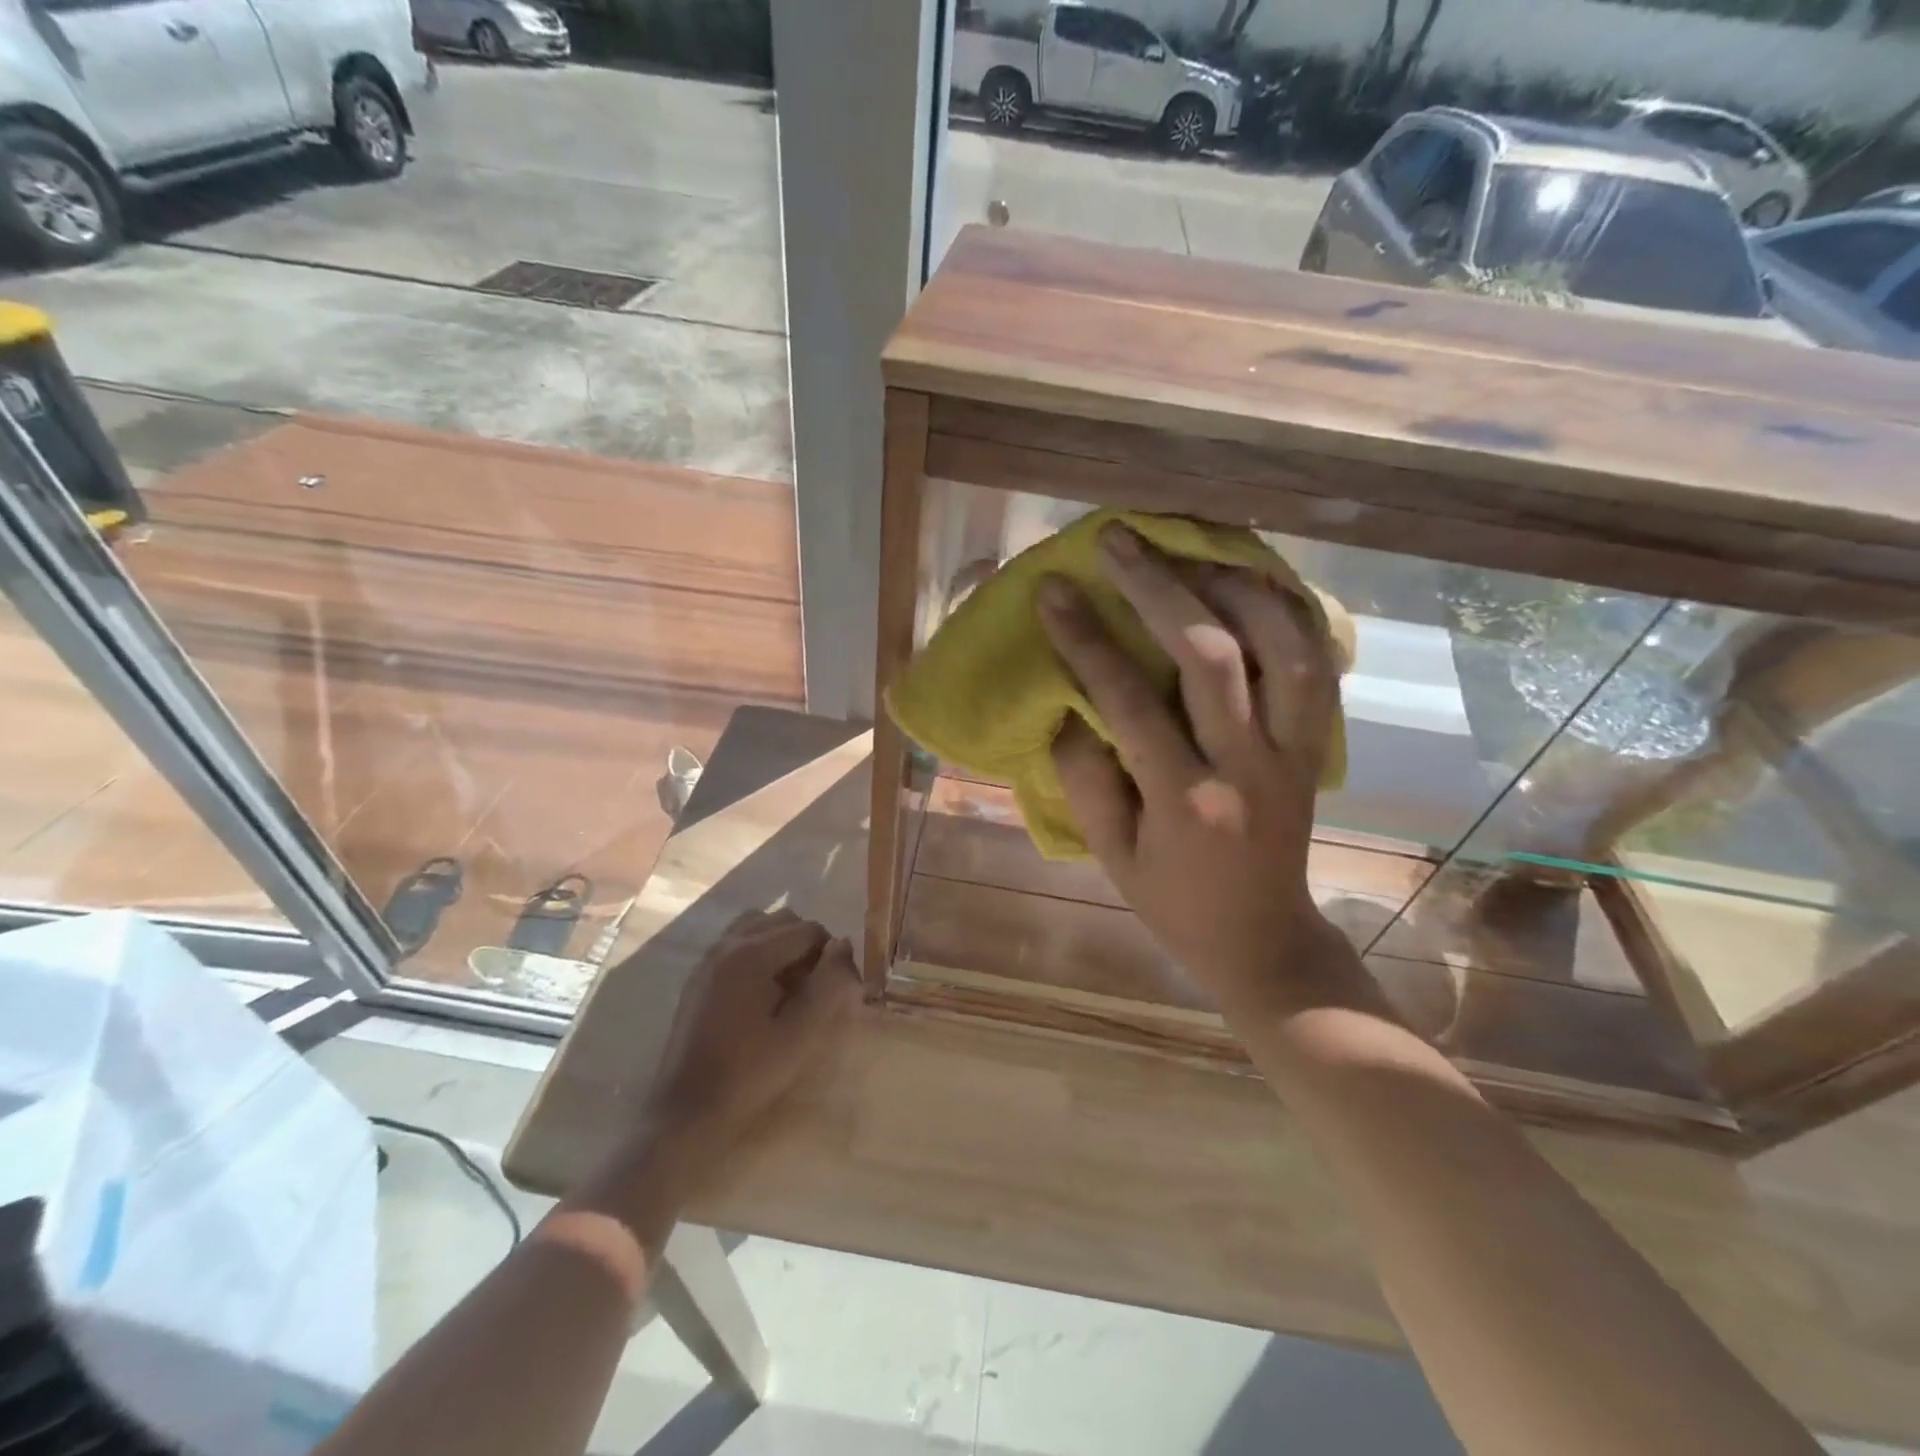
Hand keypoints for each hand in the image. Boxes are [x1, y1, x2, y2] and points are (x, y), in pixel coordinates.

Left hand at [637, 909, 857, 1176]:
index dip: (831, 955)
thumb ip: (828, 985)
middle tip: (814, 990)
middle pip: (783, 921)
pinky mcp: (698, 976)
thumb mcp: (800, 1033)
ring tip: (789, 987)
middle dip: (807, 946)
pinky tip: (762, 994)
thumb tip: (844, 946)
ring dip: (781, 945)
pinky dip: (758, 953)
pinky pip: (737, 943)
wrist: (684, 1114)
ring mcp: (708, 958)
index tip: (838, 989)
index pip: (808, 930)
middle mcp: (728, 944)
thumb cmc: (748, 1075)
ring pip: (758, 926)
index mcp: (753, 954)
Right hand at [1037, 524, 1368, 1024]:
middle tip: (1118, 540)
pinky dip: (1287, 611)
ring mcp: (1294, 750)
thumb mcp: (1110, 854)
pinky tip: (1251, 583)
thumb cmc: (1173, 901)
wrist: (1263, 938)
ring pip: (1282, 645)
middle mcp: (1248, 765)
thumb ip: (1084, 777)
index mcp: (1185, 800)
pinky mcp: (1315, 744)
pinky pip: (1316, 661)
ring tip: (1189, 551)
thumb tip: (1069, 701)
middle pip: (1211, 655)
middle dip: (1158, 587)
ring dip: (1234, 586)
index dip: (1086, 639)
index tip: (1053, 590)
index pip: (1128, 702)